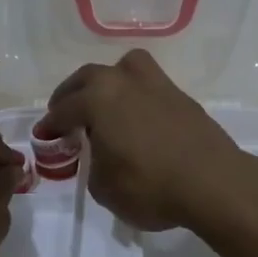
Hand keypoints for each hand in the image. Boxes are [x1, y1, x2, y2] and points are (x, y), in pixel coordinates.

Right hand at [43, 50, 247, 231]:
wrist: (213, 183)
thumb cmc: (150, 186)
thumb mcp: (104, 187)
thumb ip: (94, 165)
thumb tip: (101, 154)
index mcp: (98, 98)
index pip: (64, 109)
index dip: (50, 126)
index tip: (44, 136)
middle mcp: (124, 80)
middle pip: (89, 78)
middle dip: (72, 95)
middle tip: (65, 114)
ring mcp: (157, 84)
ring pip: (124, 68)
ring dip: (107, 82)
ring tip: (104, 103)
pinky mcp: (181, 96)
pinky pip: (148, 85)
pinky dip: (134, 95)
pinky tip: (135, 116)